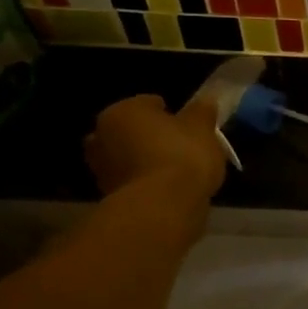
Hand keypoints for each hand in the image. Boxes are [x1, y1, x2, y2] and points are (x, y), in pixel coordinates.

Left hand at [84, 95, 226, 222]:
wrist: (163, 208)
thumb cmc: (182, 155)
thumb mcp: (202, 128)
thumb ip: (202, 112)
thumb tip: (206, 100)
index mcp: (121, 111)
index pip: (149, 104)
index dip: (172, 113)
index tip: (189, 126)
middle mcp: (101, 136)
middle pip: (132, 131)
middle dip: (150, 137)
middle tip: (180, 147)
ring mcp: (101, 170)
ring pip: (129, 158)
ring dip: (146, 162)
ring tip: (177, 172)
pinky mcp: (109, 198)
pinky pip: (133, 182)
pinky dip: (147, 184)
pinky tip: (169, 190)